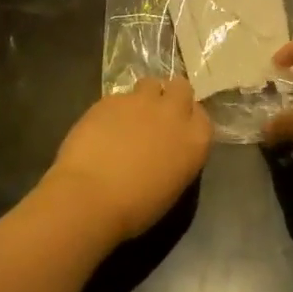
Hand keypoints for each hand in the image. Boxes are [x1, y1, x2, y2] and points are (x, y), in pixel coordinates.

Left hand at [44, 78, 211, 243]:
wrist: (91, 197)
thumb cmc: (136, 207)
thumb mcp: (172, 186)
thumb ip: (177, 157)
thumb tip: (167, 149)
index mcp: (195, 140)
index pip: (201, 115)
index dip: (188, 119)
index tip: (178, 130)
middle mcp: (173, 113)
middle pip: (180, 87)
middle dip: (170, 96)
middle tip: (157, 115)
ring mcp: (141, 101)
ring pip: (150, 83)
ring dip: (144, 97)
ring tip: (129, 117)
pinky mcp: (112, 98)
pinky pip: (119, 97)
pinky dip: (115, 108)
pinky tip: (103, 127)